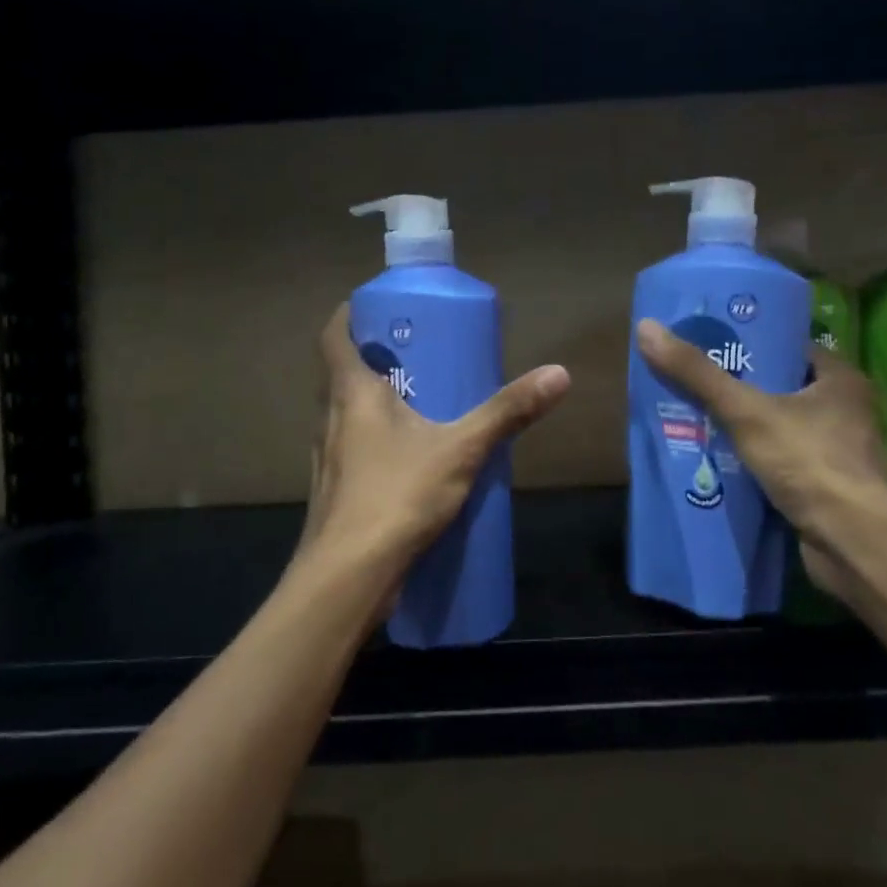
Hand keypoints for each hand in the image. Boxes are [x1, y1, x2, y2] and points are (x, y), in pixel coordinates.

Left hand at [292, 303, 570, 613]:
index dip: (351, 314)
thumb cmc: (396, 495)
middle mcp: (329, 418)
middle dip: (376, 357)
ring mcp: (327, 459)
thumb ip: (507, 413)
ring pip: (346, 413)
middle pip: (342, 372)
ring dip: (375, 401)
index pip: (334, 335)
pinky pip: (353, 450)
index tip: (382, 308)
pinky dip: (376, 441)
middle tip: (418, 353)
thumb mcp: (462, 449)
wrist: (347, 577)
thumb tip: (559, 374)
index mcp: (350, 392)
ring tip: (420, 401)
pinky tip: (409, 460)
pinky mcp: (335, 492)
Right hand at [635, 320, 886, 600]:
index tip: (712, 347)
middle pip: (783, 390)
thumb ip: (698, 375)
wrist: (851, 542)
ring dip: (746, 429)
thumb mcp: (745, 411)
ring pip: (782, 429)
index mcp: (842, 381)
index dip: (752, 346)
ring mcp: (840, 454)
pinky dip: (756, 462)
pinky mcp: (829, 488)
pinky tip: (720, 463)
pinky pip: (784, 463)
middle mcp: (848, 413)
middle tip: (695, 384)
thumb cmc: (808, 462)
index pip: (791, 350)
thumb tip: (647, 328)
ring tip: (697, 421)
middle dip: (741, 390)